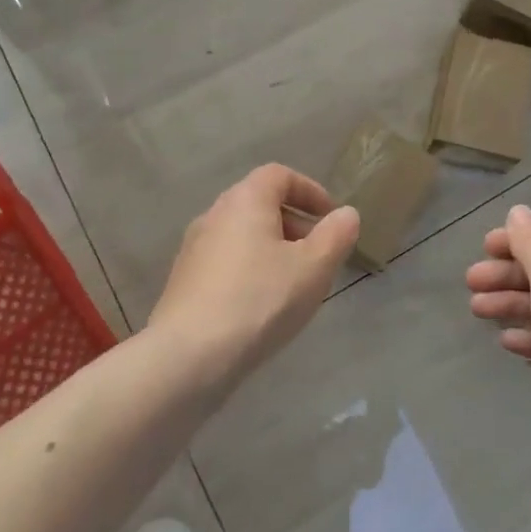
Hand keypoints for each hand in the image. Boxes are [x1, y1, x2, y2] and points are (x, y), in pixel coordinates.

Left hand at [149, 164, 359, 389]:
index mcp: (245, 200)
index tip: (331, 217)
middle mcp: (214, 214)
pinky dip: (250, 269)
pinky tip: (262, 305)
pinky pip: (225, 261)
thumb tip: (347, 214)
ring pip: (242, 235)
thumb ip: (336, 235)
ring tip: (294, 282)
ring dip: (272, 248)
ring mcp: (193, 248)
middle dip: (294, 222)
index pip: (279, 175)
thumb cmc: (259, 300)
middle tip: (318, 252)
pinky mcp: (183, 281)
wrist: (188, 356)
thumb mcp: (313, 268)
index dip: (309, 190)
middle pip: (259, 203)